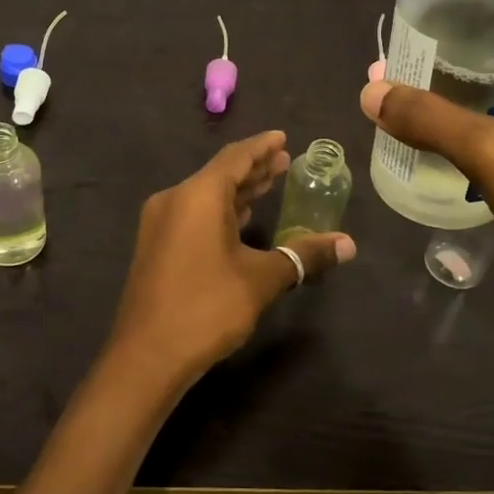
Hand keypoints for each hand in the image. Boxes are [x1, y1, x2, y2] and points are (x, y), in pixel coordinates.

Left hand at [107, 131, 354, 389]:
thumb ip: (303, 256)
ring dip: (237, 191)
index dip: (262, 147)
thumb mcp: (261, 279)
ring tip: (268, 185)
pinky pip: (192, 214)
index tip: (283, 138)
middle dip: (253, 168)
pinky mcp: (155, 246)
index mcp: (198, 195)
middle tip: (284, 162)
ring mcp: (160, 223)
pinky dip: (219, 210)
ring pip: (205, 195)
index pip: (235, 157)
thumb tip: (348, 244)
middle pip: (219, 174)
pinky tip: (239, 220)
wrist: (146, 355)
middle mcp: (175, 199)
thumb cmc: (207, 307)